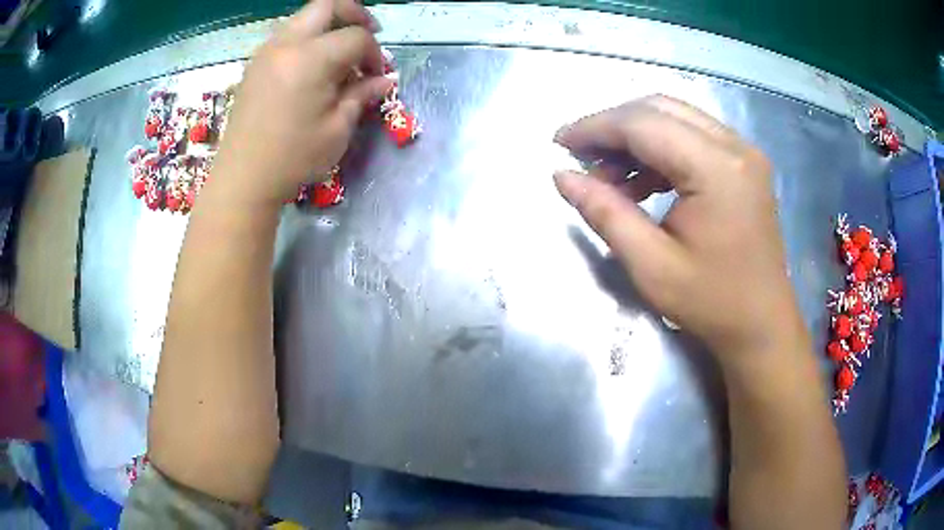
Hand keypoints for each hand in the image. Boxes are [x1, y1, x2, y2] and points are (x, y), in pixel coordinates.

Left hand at [211, 0, 391, 205]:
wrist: (242, 178)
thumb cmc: (293, 158)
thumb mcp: (337, 129)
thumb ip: (361, 95)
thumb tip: (384, 80)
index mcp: (310, 59)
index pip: (356, 36)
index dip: (374, 53)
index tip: (378, 76)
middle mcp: (286, 44)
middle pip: (327, 6)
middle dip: (354, 14)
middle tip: (368, 34)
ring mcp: (266, 52)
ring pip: (304, 17)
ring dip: (329, 25)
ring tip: (340, 52)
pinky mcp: (255, 64)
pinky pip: (286, 34)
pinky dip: (307, 38)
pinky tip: (313, 65)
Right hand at [554, 96, 804, 361]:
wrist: (762, 325)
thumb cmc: (712, 303)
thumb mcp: (651, 265)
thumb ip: (605, 213)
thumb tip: (562, 176)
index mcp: (716, 169)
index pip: (643, 124)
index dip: (595, 127)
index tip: (560, 142)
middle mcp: (735, 146)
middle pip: (659, 108)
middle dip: (613, 126)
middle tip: (582, 155)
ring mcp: (744, 152)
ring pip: (676, 117)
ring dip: (636, 137)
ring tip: (609, 176)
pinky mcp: (745, 163)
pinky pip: (693, 136)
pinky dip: (660, 149)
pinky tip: (642, 181)